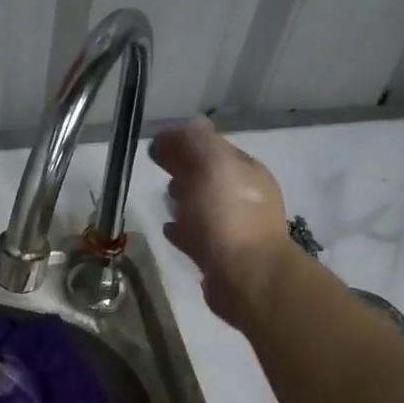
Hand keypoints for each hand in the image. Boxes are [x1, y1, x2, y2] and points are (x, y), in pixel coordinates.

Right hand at [149, 117, 302, 324]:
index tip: (156, 144)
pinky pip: (197, 236)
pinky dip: (183, 229)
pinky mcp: (221, 257)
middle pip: (208, 175)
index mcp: (246, 171)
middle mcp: (244, 197)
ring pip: (204, 205)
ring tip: (165, 197)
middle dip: (186, 168)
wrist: (247, 278)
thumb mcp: (213, 165)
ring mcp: (234, 228)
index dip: (185, 142)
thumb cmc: (228, 216)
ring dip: (185, 198)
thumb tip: (191, 124)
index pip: (212, 147)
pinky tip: (170, 230)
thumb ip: (199, 142)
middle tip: (159, 166)